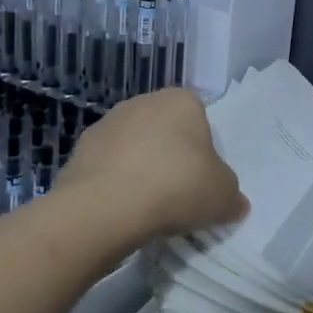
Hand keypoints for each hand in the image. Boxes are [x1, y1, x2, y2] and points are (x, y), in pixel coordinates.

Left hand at [59, 88, 247, 238]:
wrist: (105, 208)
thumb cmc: (178, 187)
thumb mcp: (224, 196)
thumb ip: (231, 195)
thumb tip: (235, 203)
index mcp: (182, 101)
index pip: (200, 117)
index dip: (204, 148)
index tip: (203, 176)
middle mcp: (143, 102)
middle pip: (165, 130)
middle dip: (170, 155)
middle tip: (179, 191)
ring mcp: (106, 124)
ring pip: (133, 147)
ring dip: (140, 169)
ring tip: (149, 206)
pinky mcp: (77, 152)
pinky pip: (107, 168)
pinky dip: (114, 185)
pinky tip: (122, 210)